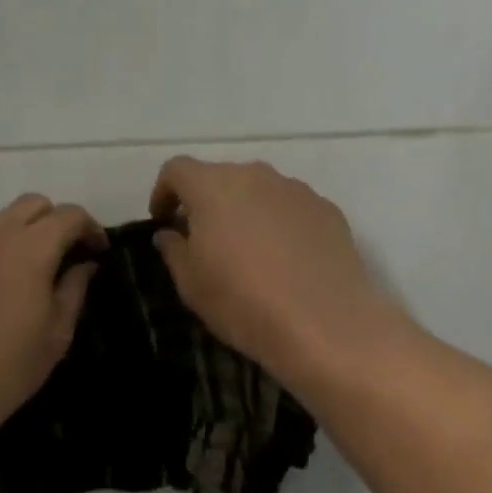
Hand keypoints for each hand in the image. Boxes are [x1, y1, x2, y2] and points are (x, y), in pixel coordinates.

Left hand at [0, 194, 105, 452]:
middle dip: (54, 221)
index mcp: (29, 250)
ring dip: (18, 240)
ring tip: (22, 279)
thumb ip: (74, 289)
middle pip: (30, 204)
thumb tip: (84, 265)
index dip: (90, 227)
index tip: (98, 251)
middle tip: (64, 254)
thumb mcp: (56, 334)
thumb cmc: (7, 370)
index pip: (68, 215)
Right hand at [149, 157, 404, 392]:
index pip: (177, 169)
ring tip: (249, 251)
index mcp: (213, 186)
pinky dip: (280, 223)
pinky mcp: (327, 209)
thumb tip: (170, 233)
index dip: (164, 191)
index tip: (164, 220)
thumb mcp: (191, 284)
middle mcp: (255, 176)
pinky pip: (292, 208)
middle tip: (204, 239)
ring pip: (259, 190)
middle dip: (207, 202)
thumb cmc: (243, 302)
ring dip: (246, 211)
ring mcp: (296, 190)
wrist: (325, 322)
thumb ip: (174, 250)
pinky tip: (286, 260)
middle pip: (221, 177)